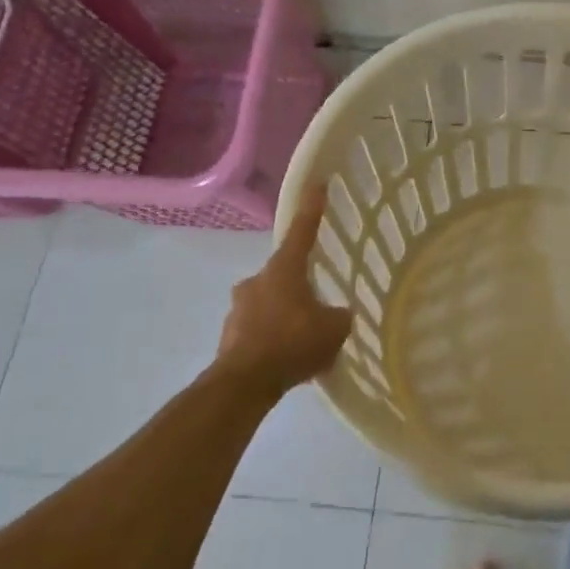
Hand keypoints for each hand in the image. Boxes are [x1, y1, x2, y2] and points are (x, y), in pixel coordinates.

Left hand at [215, 185, 352, 398]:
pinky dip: (273, 338)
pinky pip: (258, 330)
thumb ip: (339, 316)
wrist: (244, 384)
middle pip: (283, 273)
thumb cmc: (292, 343)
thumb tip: (337, 314)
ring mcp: (238, 309)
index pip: (302, 230)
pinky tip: (287, 358)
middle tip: (316, 303)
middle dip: (298, 284)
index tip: (318, 184)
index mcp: (283, 269)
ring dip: (284, 314)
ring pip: (268, 303)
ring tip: (304, 339)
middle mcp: (257, 280)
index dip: (313, 208)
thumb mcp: (334, 328)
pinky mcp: (230, 337)